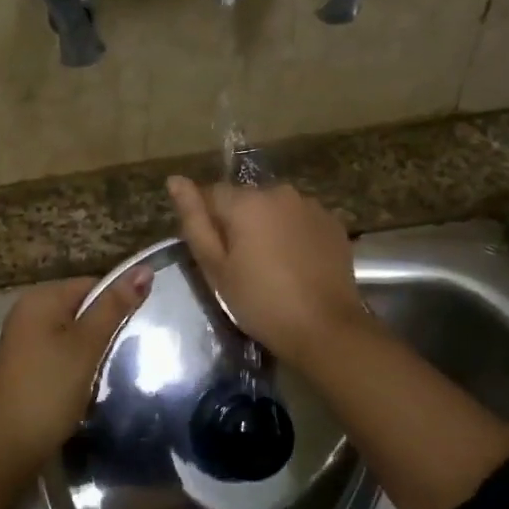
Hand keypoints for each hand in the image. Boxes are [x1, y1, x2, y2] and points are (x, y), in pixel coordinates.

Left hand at [0, 268, 151, 479]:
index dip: (117, 303)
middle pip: (82, 306)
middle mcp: (28, 310)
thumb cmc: (50, 389)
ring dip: (92, 347)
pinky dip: (76, 362)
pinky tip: (85, 381)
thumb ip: (114, 307)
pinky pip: (60, 350)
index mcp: (41, 298)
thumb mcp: (87, 345)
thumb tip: (144, 268)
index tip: (136, 329)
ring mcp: (23, 338)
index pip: (92, 284)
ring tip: (107, 368)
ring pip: (73, 331)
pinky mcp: (24, 363)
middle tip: (123, 351)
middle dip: (105, 327)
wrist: (8, 446)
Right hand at [166, 176, 370, 366]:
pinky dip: (293, 235)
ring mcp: (311, 205)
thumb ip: (194, 220)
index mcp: (246, 201)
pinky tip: (296, 265)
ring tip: (271, 266)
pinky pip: (301, 220)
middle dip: (239, 224)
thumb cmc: (260, 302)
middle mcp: (279, 192)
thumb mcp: (216, 268)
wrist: (325, 328)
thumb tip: (175, 180)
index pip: (211, 194)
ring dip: (267, 227)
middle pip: (245, 200)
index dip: (207, 222)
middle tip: (241, 265)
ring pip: (275, 209)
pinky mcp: (333, 223)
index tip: (214, 254)